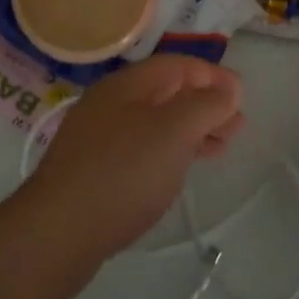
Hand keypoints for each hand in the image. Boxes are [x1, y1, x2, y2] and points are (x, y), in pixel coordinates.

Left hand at [18, 56, 244, 263]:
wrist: (56, 233)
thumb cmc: (123, 173)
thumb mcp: (174, 132)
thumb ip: (206, 105)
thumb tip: (229, 88)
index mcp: (128, 85)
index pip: (178, 65)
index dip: (213, 76)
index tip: (242, 97)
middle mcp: (111, 103)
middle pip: (167, 92)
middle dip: (205, 105)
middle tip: (237, 128)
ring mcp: (98, 137)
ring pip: (155, 122)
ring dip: (190, 130)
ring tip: (219, 149)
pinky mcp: (93, 170)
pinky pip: (140, 148)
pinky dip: (169, 151)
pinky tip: (179, 170)